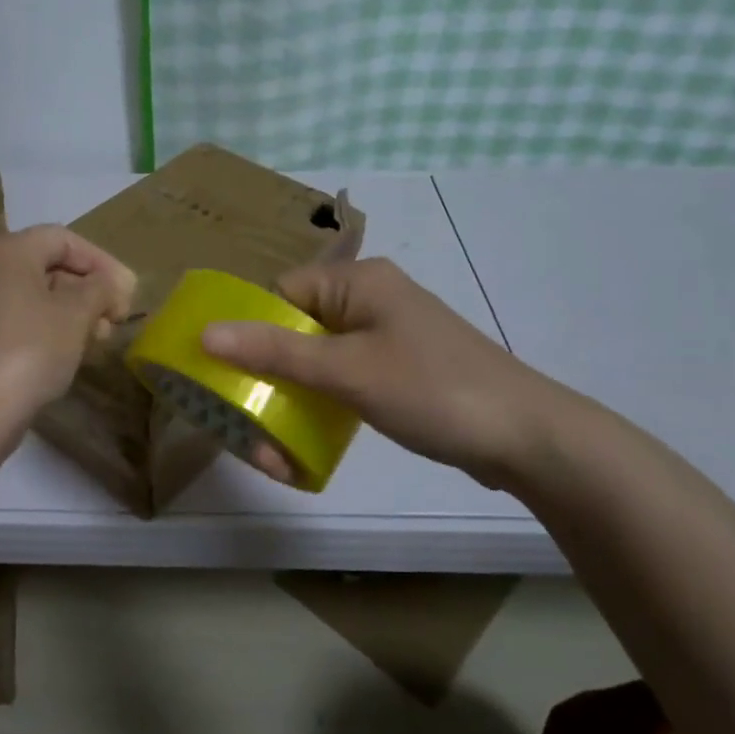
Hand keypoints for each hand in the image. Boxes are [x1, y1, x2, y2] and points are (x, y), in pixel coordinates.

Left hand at [0, 225, 135, 421]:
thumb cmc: (30, 348)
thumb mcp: (76, 313)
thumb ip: (101, 289)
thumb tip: (112, 284)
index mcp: (7, 250)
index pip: (63, 239)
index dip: (101, 262)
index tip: (127, 292)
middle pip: (47, 266)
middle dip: (87, 289)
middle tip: (115, 318)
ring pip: (33, 296)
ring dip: (71, 312)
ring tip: (98, 339)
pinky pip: (17, 320)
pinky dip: (46, 328)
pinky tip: (68, 353)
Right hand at [201, 257, 564, 490]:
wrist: (528, 439)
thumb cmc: (433, 390)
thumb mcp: (346, 371)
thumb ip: (275, 350)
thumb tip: (206, 333)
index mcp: (356, 282)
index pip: (279, 294)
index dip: (247, 329)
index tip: (223, 374)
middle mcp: (367, 301)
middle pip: (293, 330)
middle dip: (266, 378)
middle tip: (245, 422)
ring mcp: (383, 338)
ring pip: (314, 362)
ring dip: (289, 401)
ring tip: (270, 451)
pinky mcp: (395, 371)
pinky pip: (340, 382)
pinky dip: (319, 408)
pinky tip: (302, 447)